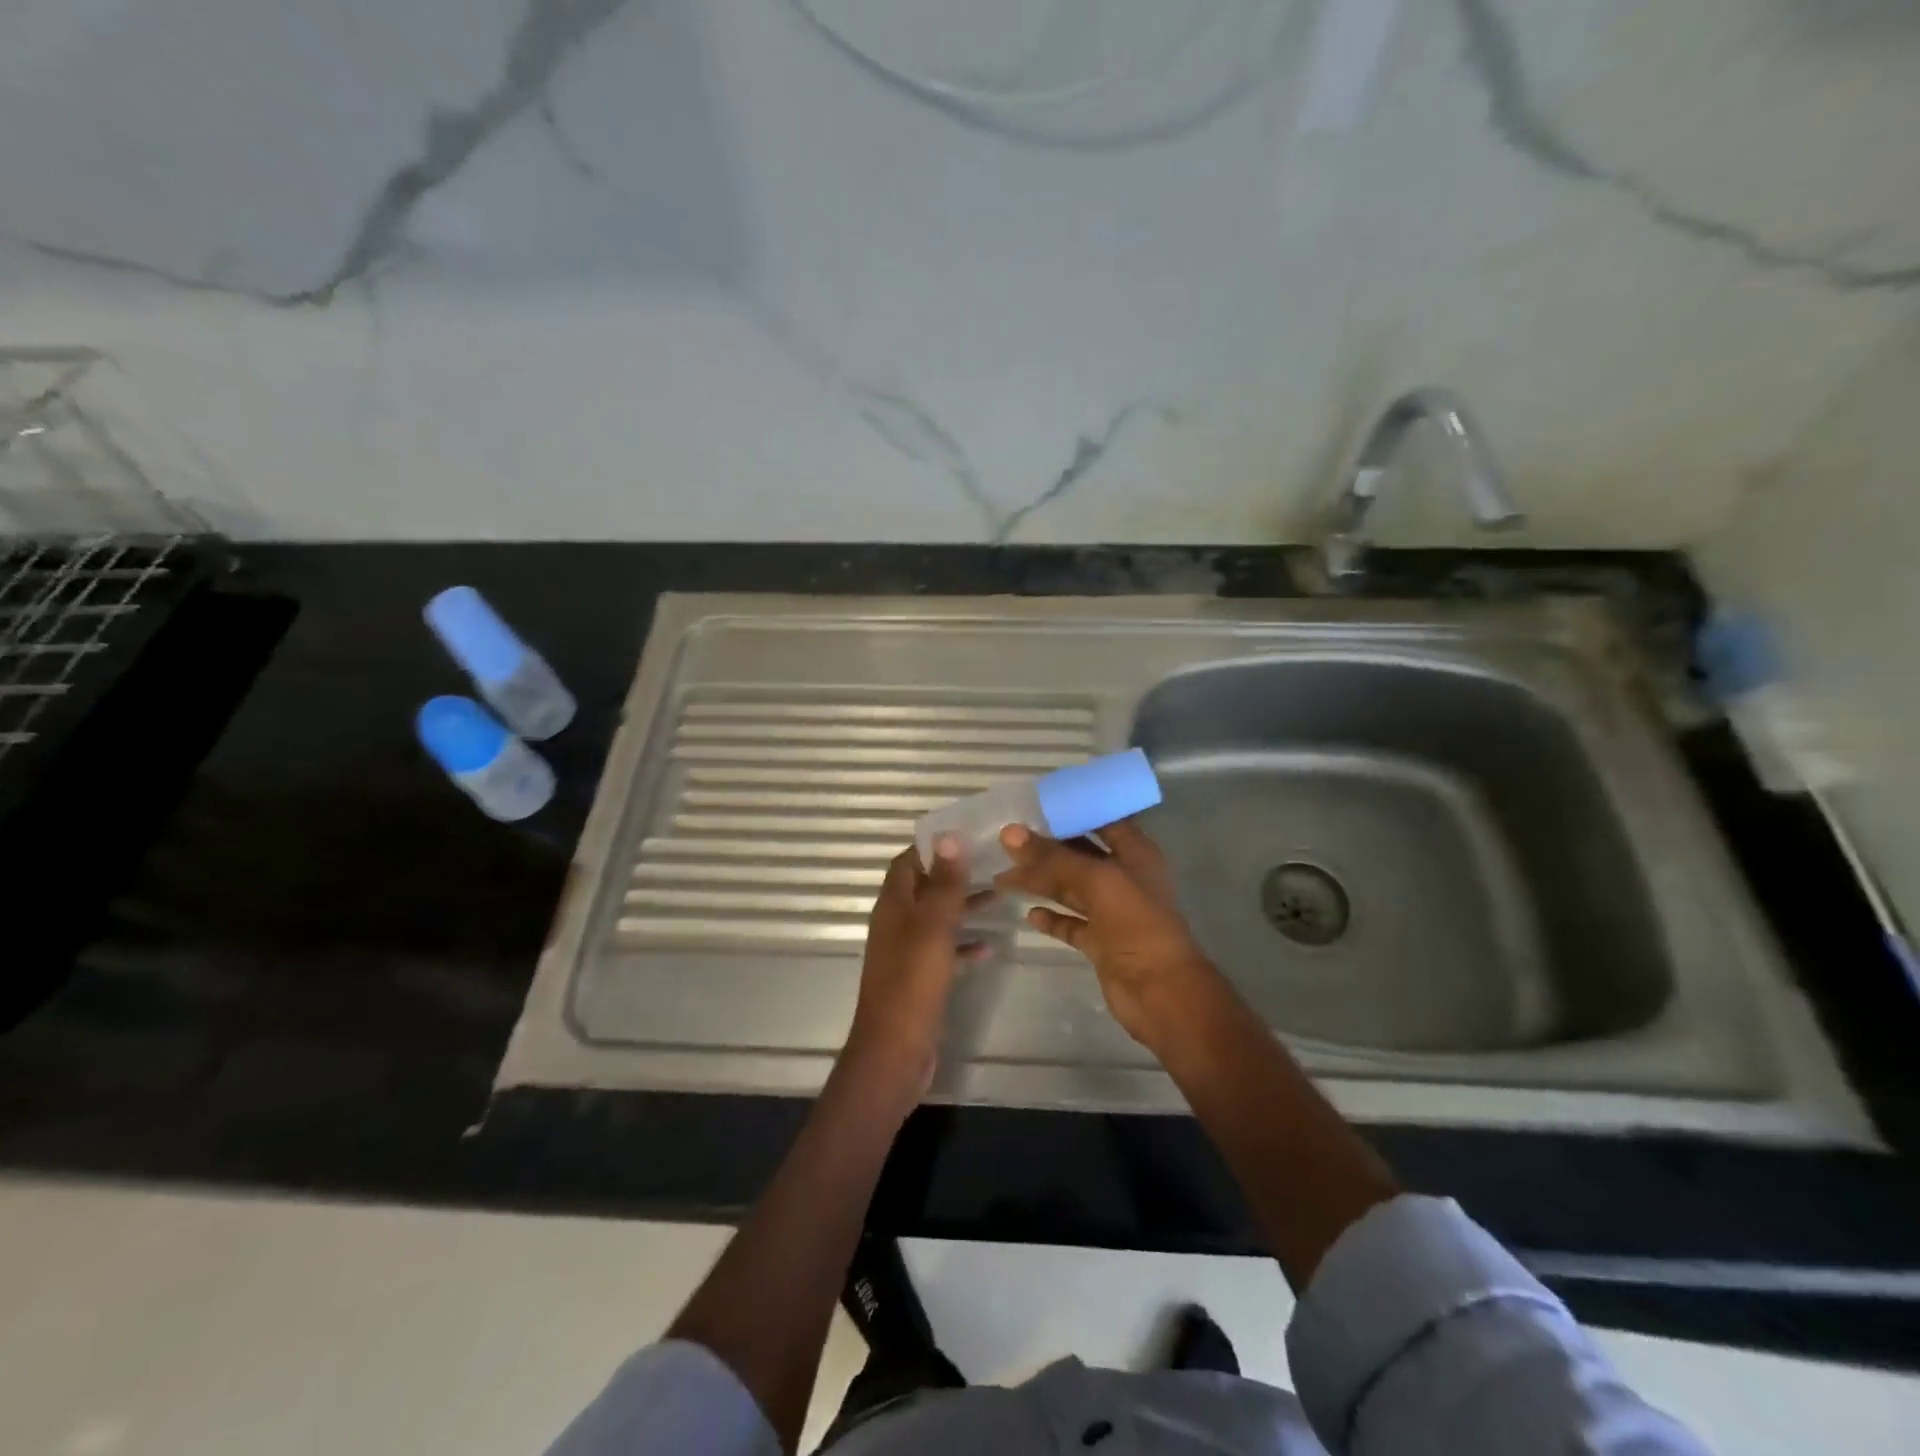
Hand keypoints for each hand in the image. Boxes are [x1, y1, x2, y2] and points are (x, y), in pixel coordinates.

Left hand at [844, 838, 984, 1099]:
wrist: (895, 1051)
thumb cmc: (913, 982)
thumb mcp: (934, 927)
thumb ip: (944, 883)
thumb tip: (950, 835)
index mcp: (893, 905)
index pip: (908, 862)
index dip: (933, 846)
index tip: (967, 834)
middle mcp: (896, 924)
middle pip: (925, 888)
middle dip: (955, 875)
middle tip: (992, 863)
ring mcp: (907, 953)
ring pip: (937, 919)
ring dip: (962, 907)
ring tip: (999, 897)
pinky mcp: (919, 979)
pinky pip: (943, 952)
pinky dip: (963, 946)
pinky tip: (989, 948)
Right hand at [995, 819, 1219, 1048]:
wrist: (1161, 992)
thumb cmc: (1137, 924)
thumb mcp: (1097, 881)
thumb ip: (1053, 857)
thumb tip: (1009, 833)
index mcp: (1134, 853)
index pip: (1102, 819)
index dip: (1073, 810)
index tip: (1035, 804)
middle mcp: (1123, 878)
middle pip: (1080, 854)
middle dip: (1046, 848)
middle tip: (1007, 841)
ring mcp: (1112, 912)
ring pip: (1070, 889)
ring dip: (1041, 882)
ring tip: (1003, 876)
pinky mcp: (1100, 942)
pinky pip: (1070, 923)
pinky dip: (1051, 918)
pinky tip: (1029, 913)